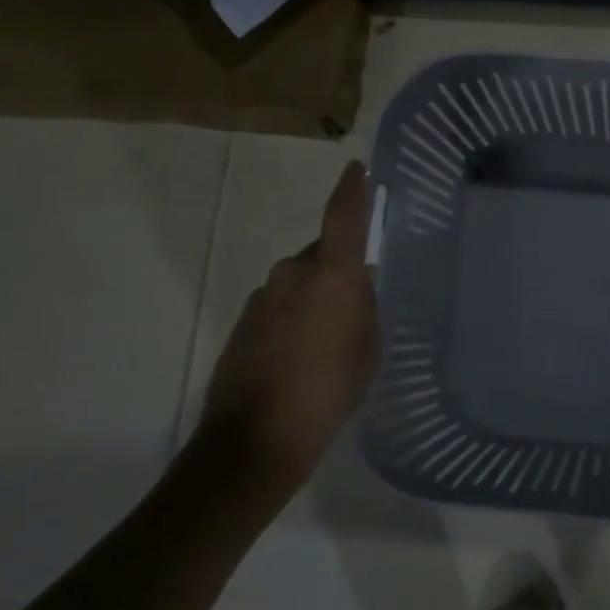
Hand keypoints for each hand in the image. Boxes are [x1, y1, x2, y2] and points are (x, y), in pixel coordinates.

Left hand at [195, 160, 379, 499]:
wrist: (254, 442)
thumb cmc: (328, 392)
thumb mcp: (368, 350)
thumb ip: (364, 308)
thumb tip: (355, 287)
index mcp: (331, 276)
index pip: (344, 218)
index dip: (352, 190)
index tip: (356, 167)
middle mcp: (292, 275)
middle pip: (322, 255)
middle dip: (339, 271)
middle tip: (357, 307)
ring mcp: (262, 298)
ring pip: (299, 283)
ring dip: (315, 300)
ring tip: (329, 343)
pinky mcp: (242, 324)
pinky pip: (280, 307)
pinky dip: (294, 320)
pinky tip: (302, 359)